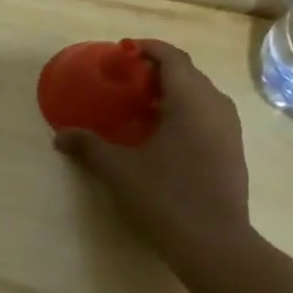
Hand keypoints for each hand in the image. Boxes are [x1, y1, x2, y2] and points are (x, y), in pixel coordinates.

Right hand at [55, 40, 251, 255]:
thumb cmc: (166, 196)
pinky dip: (183, 112)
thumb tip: (60, 136)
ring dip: (171, 92)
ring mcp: (229, 130)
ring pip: (200, 95)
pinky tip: (160, 134)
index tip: (122, 51)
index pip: (172, 58)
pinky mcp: (232, 151)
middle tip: (125, 80)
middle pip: (188, 74)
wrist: (214, 243)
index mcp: (191, 101)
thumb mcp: (119, 170)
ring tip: (140, 106)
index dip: (147, 49)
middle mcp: (216, 107)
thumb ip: (89, 146)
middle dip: (156, 70)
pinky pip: (207, 115)